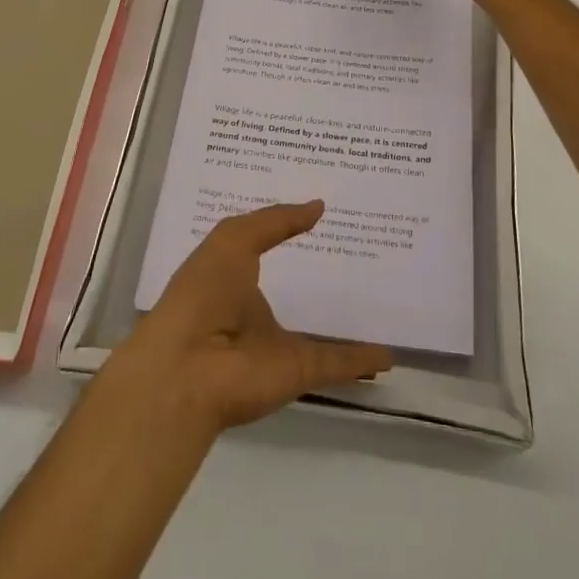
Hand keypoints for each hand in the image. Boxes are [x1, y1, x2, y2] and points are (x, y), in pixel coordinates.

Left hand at [116, 201, 392, 430]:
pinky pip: (336, 363)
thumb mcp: (235, 239)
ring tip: (381, 301)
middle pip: (294, 290)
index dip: (288, 230)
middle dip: (319, 275)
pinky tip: (389, 353)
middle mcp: (254, 311)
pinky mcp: (297, 372)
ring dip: (345, 323)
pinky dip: (361, 360)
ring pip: (319, 332)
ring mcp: (277, 344)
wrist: (188, 368)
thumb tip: (318, 205)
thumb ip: (276, 220)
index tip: (321, 212)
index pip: (265, 247)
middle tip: (361, 250)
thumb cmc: (204, 292)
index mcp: (234, 275)